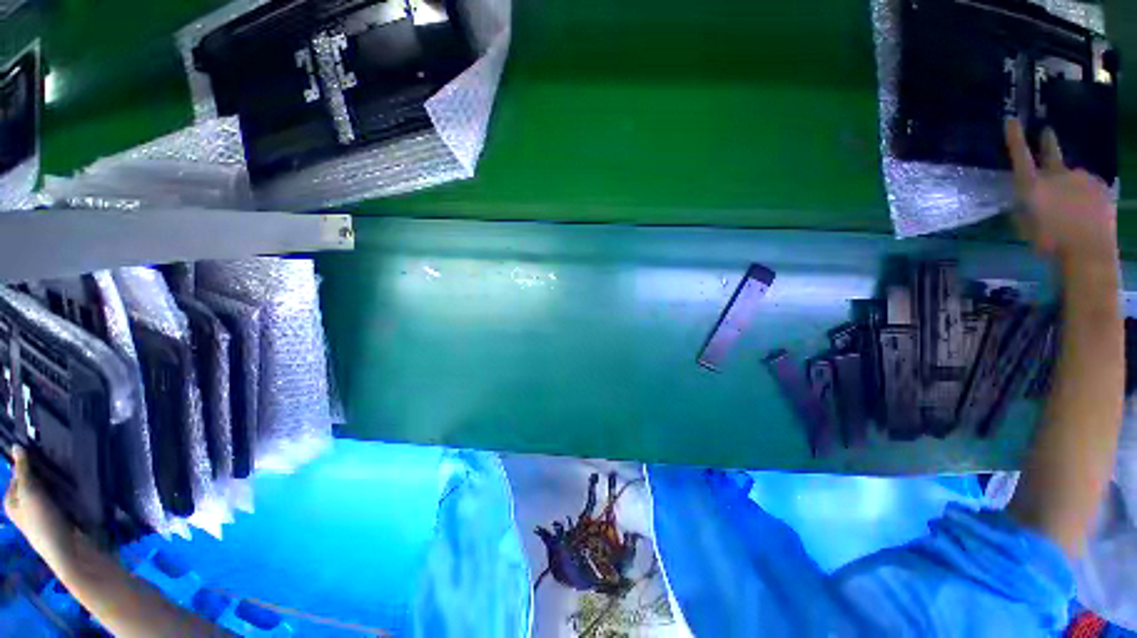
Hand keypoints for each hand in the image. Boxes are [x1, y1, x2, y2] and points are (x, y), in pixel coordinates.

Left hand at [4, 446, 76, 565]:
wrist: (69, 551)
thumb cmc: (43, 523)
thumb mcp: (30, 494)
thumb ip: (23, 471)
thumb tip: (17, 446)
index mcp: (11, 501)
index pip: (17, 474)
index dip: (27, 462)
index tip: (40, 449)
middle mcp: (24, 505)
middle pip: (32, 482)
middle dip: (43, 471)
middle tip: (55, 458)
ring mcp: (42, 512)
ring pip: (47, 488)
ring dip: (55, 479)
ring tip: (67, 468)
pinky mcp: (59, 514)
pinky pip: (59, 496)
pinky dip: (65, 489)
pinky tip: (74, 484)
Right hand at [1005, 119, 1116, 268]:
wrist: (1089, 252)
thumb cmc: (1050, 244)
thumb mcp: (1026, 227)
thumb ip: (1024, 208)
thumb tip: (1026, 198)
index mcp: (1033, 186)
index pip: (1020, 156)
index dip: (1015, 138)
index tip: (1011, 119)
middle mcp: (1057, 175)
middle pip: (1052, 154)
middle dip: (1048, 143)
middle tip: (1047, 132)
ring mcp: (1081, 178)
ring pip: (1072, 177)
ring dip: (1070, 185)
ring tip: (1071, 208)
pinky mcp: (1099, 186)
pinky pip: (1088, 186)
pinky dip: (1085, 195)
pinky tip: (1085, 211)